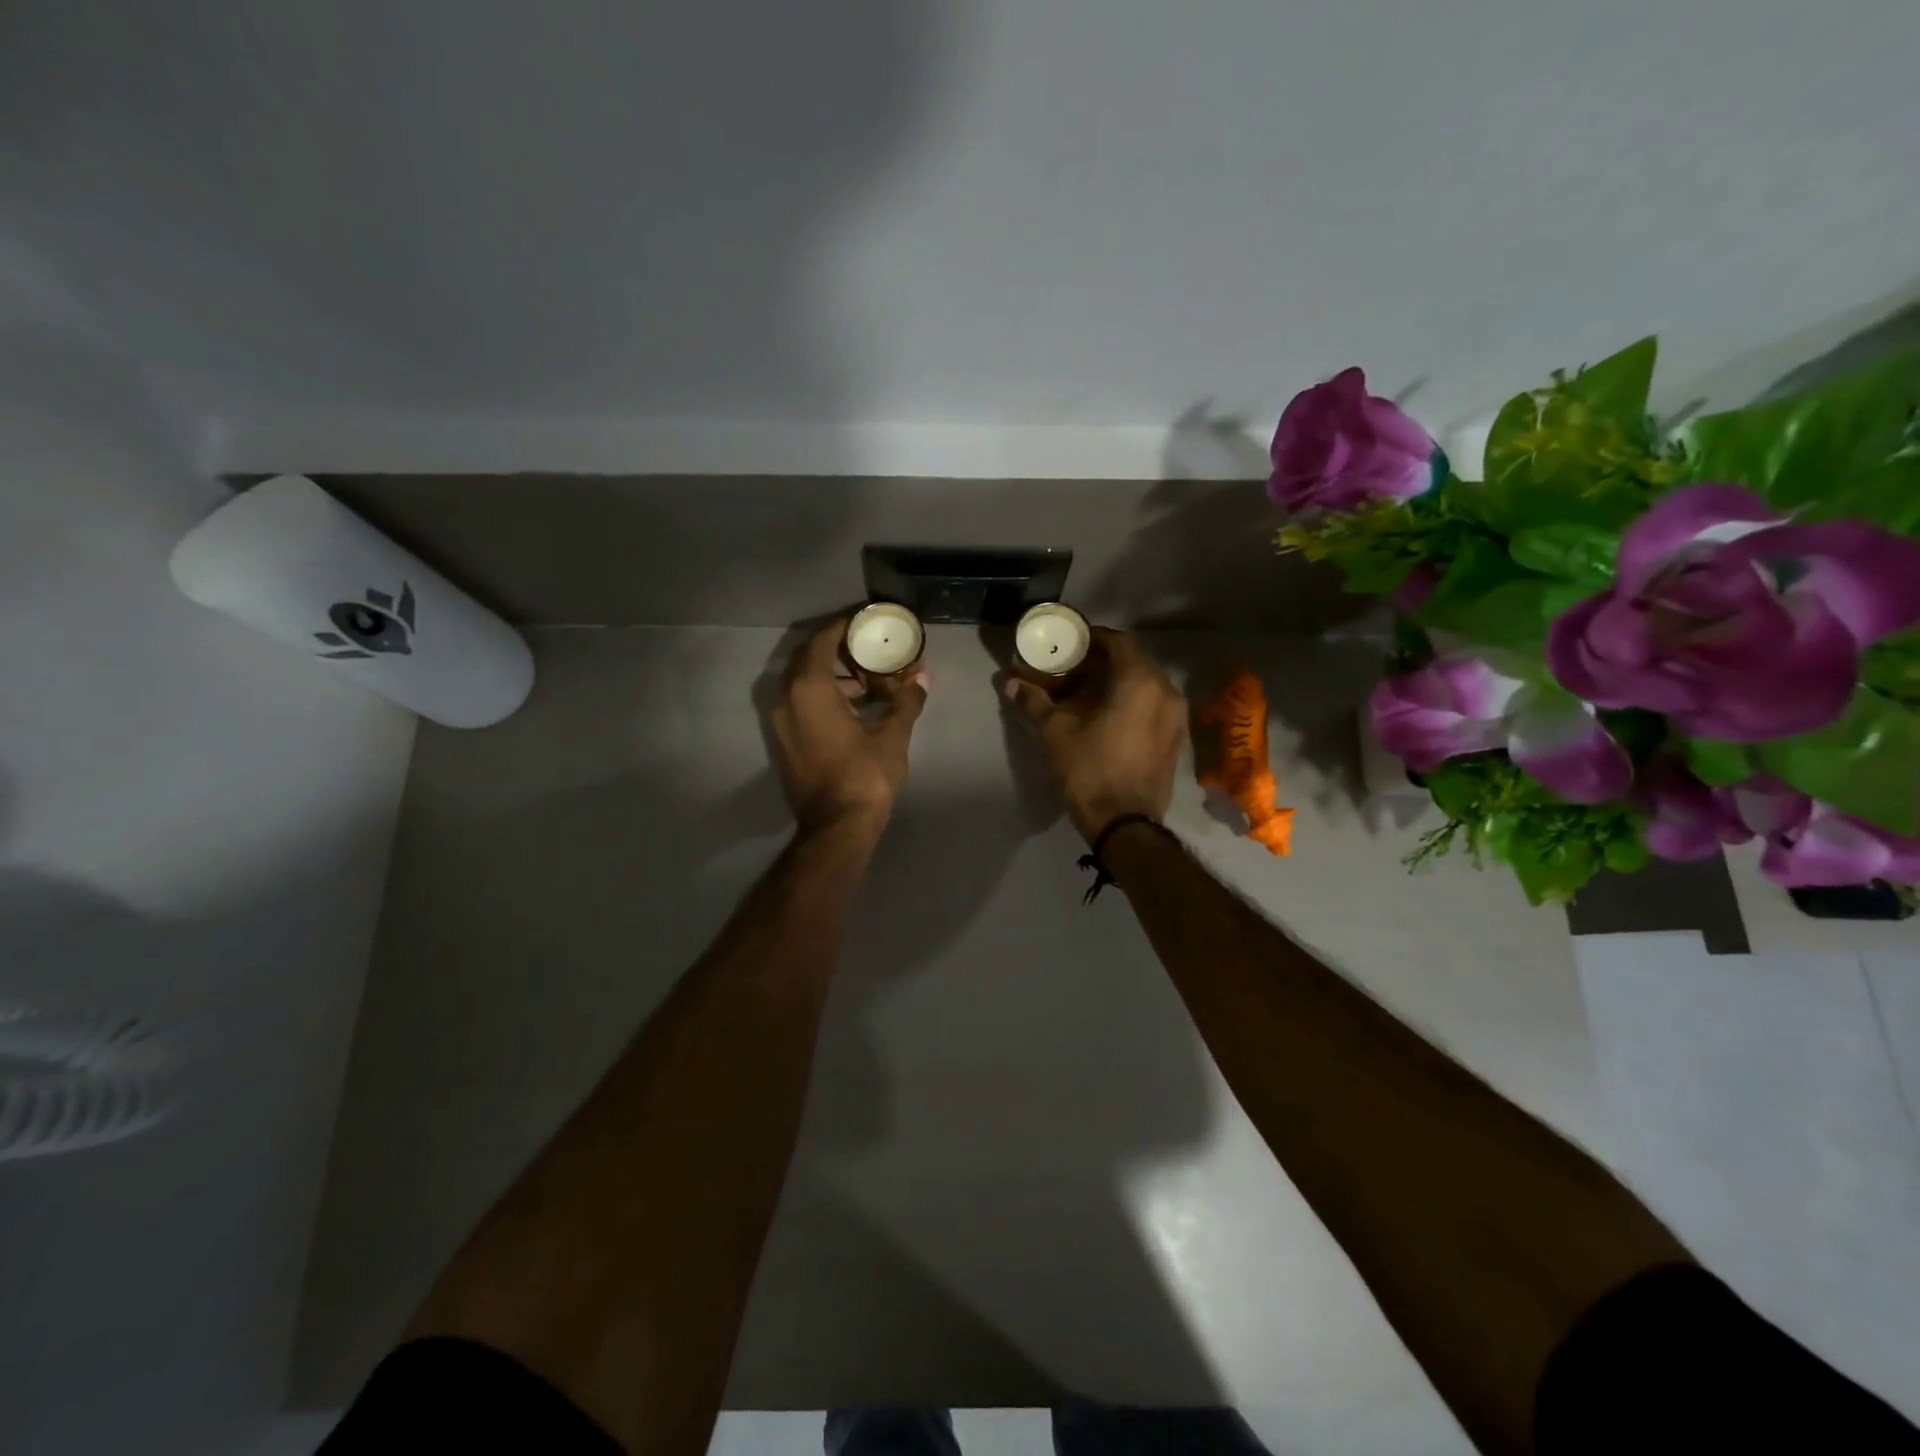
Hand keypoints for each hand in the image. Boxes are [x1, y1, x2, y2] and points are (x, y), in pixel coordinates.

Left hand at [771, 618, 927, 836]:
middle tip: (870, 651)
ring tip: (869, 682)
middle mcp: (786, 698)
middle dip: (840, 651)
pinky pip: (801, 704)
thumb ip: (906, 700)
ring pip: (804, 683)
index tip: (865, 621)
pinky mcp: (784, 741)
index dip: (843, 626)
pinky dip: (824, 697)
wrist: (836, 827)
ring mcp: (781, 722)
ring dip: (834, 676)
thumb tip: (922, 678)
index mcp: (809, 688)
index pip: (822, 640)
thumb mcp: (893, 735)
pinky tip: (855, 708)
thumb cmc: (865, 775)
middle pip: (810, 659)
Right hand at [1005, 627, 1186, 842]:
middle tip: (1074, 669)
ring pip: (1146, 686)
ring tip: (1088, 694)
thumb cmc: (1089, 769)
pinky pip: (1154, 707)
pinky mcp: (1176, 740)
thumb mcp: (1056, 732)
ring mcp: (1176, 718)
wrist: (1124, 823)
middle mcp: (1167, 692)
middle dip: (1104, 661)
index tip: (1071, 644)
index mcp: (1141, 681)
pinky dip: (1132, 703)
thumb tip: (1011, 683)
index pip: (1120, 641)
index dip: (1093, 638)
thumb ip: (1035, 702)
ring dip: (1119, 683)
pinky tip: (1108, 718)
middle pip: (1135, 662)